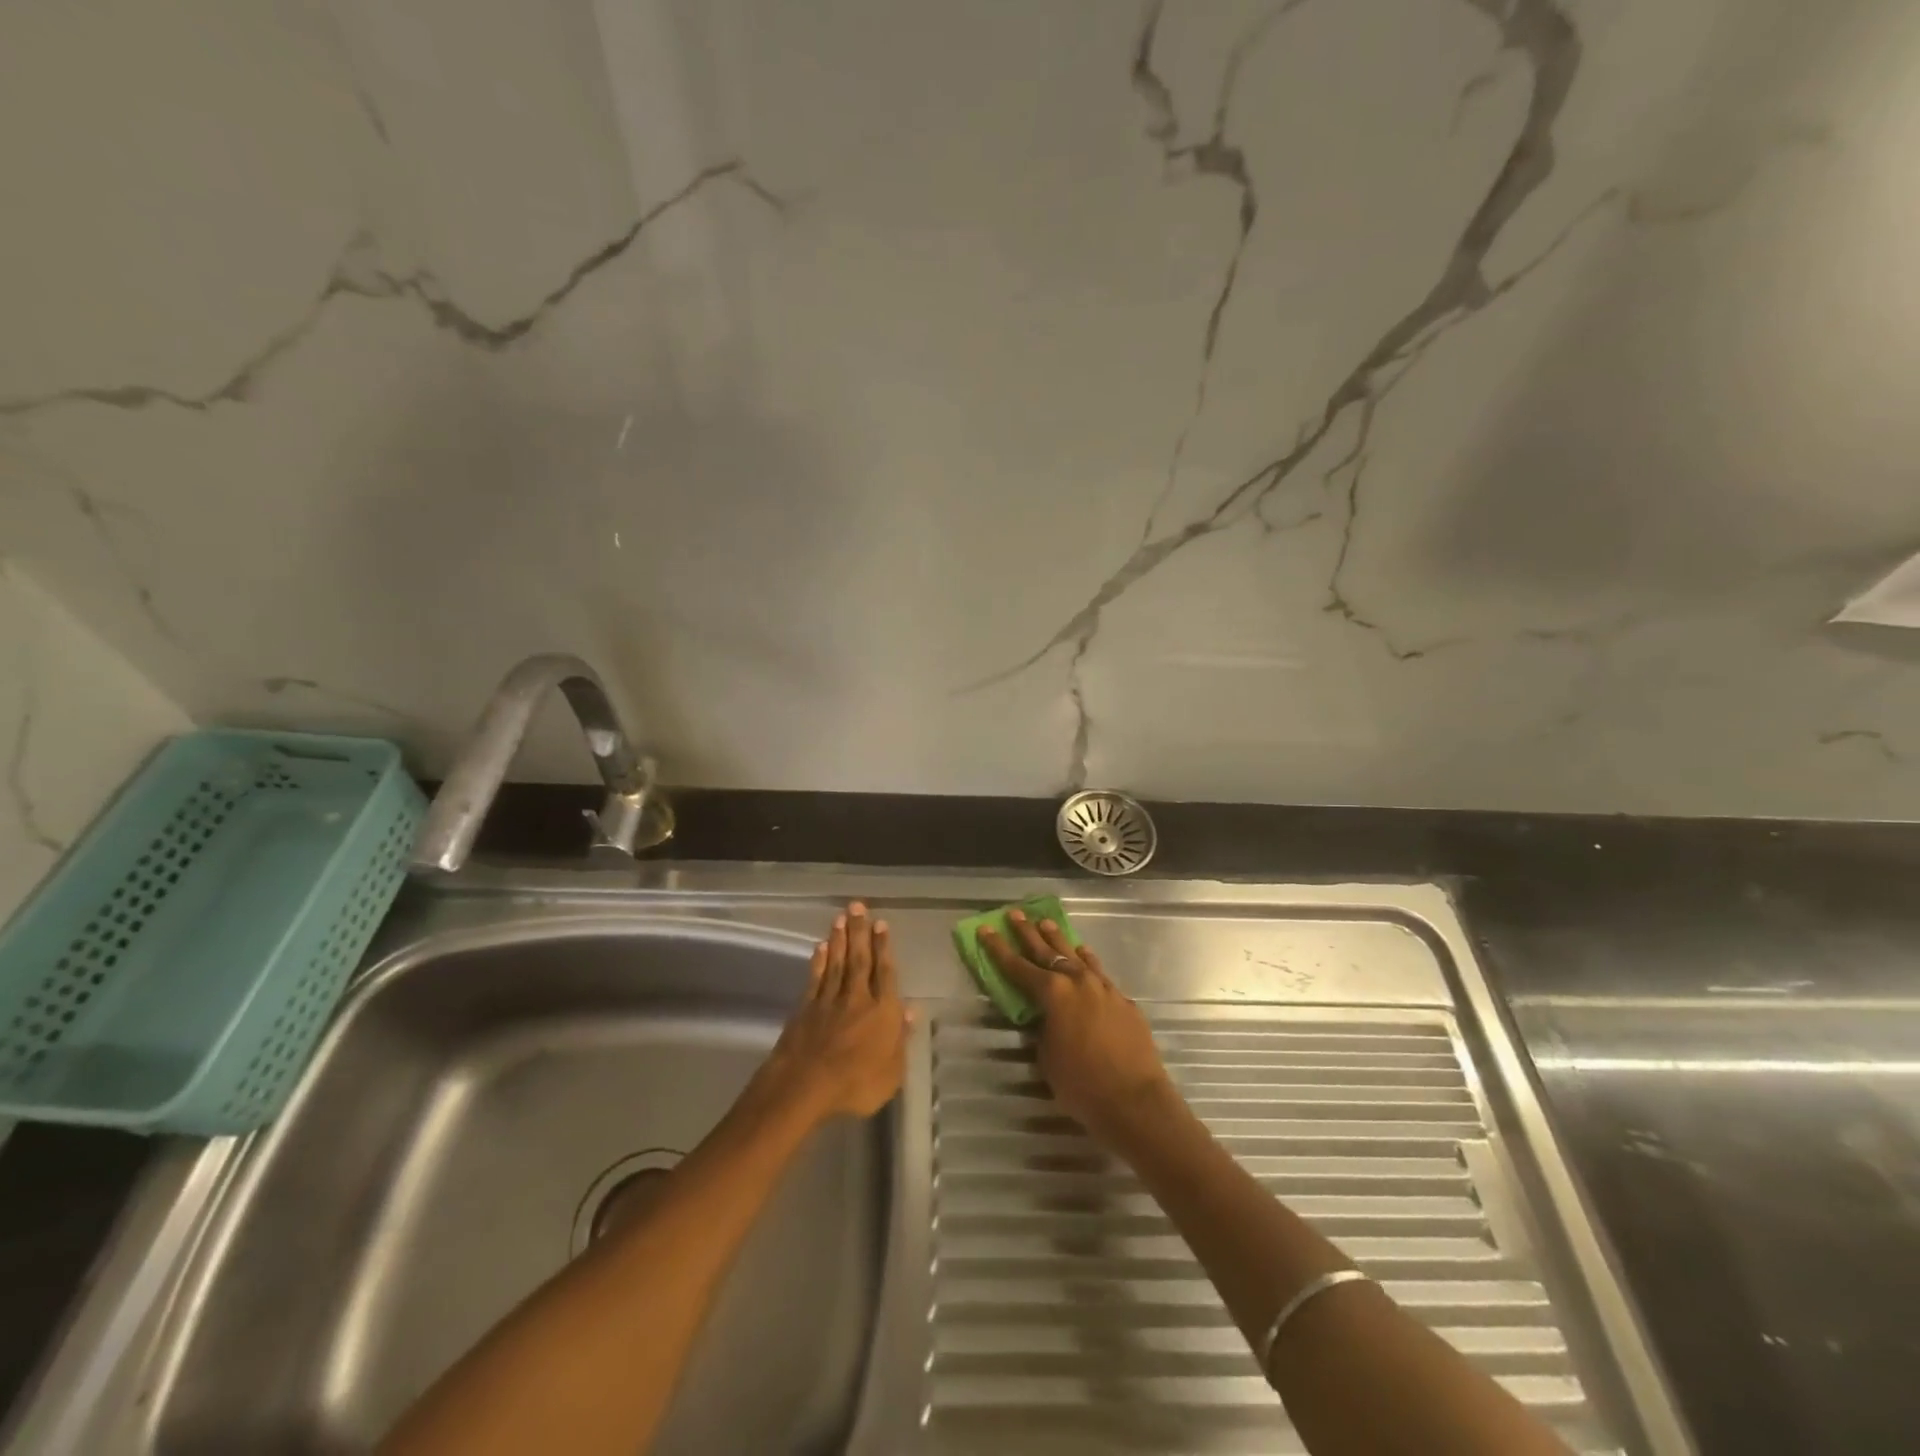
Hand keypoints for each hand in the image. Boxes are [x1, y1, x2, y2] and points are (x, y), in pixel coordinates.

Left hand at [758, 901, 908, 1122]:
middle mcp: (857, 999)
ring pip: (838, 963)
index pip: (885, 973)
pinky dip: (819, 961)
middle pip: (861, 960)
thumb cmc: (855, 1085)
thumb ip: (901, 1040)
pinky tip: (821, 947)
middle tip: (858, 906)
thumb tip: (911, 1010)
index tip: (881, 924)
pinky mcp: (806, 1008)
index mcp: (882, 1013)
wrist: (805, 1086)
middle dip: (860, 932)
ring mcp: (829, 1001)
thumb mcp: (892, 1072)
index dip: (884, 948)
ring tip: (842, 917)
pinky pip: (816, 978)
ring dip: (840, 939)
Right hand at [978, 909, 1178, 1150]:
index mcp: (1053, 993)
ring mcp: (1103, 988)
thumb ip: (1043, 1030)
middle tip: (1016, 914)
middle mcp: (1078, 981)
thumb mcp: (1047, 1058)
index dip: (998, 948)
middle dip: (1028, 932)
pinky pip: (1099, 972)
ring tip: (1047, 923)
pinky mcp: (1123, 1000)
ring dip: (1059, 940)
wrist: (1135, 1100)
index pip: (1018, 966)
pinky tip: (1084, 954)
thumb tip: (1046, 1018)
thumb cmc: (1082, 1085)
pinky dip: (1087, 961)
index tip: (986, 928)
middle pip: (1047, 951)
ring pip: (1076, 955)